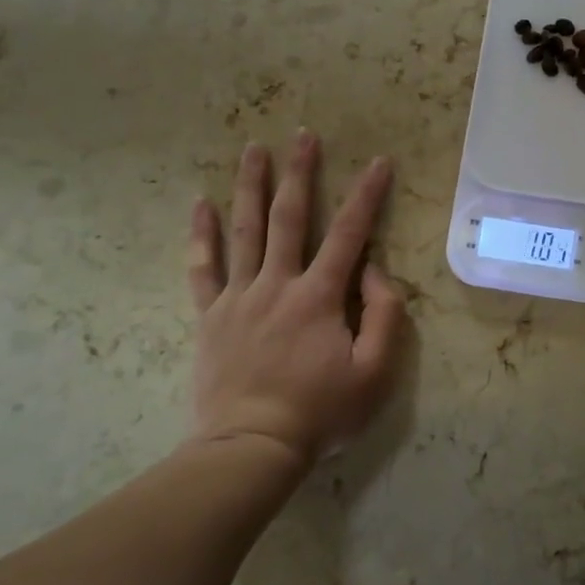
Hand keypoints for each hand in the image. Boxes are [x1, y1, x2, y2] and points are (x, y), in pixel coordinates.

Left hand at [186, 130, 405, 464]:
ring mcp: (239, 298)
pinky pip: (202, 268)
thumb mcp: (374, 372)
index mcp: (319, 296)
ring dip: (250, 186)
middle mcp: (278, 284)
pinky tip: (200, 204)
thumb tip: (374, 270)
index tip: (380, 162)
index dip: (367, 195)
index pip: (349, 233)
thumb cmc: (320, 412)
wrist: (250, 449)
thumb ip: (384, 315)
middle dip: (300, 172)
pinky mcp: (211, 317)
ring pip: (244, 231)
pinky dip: (201, 235)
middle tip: (303, 135)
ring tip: (253, 149)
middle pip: (289, 217)